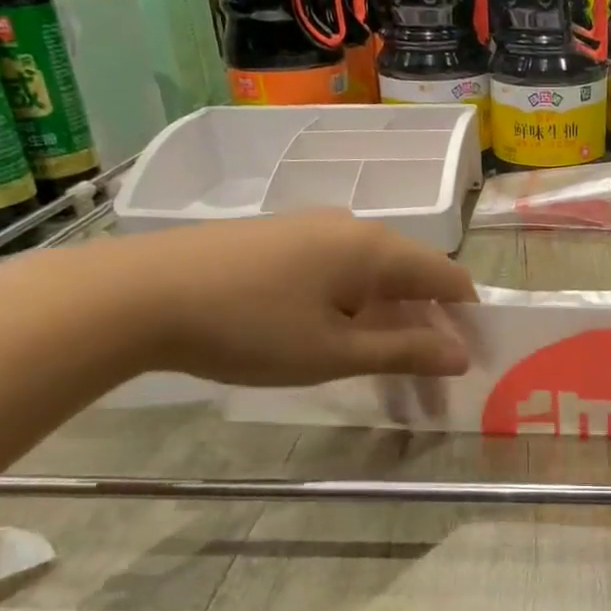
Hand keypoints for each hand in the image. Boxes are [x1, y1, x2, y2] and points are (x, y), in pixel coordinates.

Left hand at [85, 210, 477, 386]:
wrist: (139, 294)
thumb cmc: (250, 328)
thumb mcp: (334, 352)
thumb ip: (404, 352)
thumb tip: (461, 356)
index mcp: (375, 249)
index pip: (448, 276)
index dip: (467, 318)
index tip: (471, 360)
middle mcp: (352, 227)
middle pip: (411, 277)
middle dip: (427, 329)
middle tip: (427, 383)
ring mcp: (311, 228)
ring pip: (372, 277)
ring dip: (389, 322)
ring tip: (383, 371)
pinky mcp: (278, 238)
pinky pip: (337, 272)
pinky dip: (353, 308)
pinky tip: (335, 339)